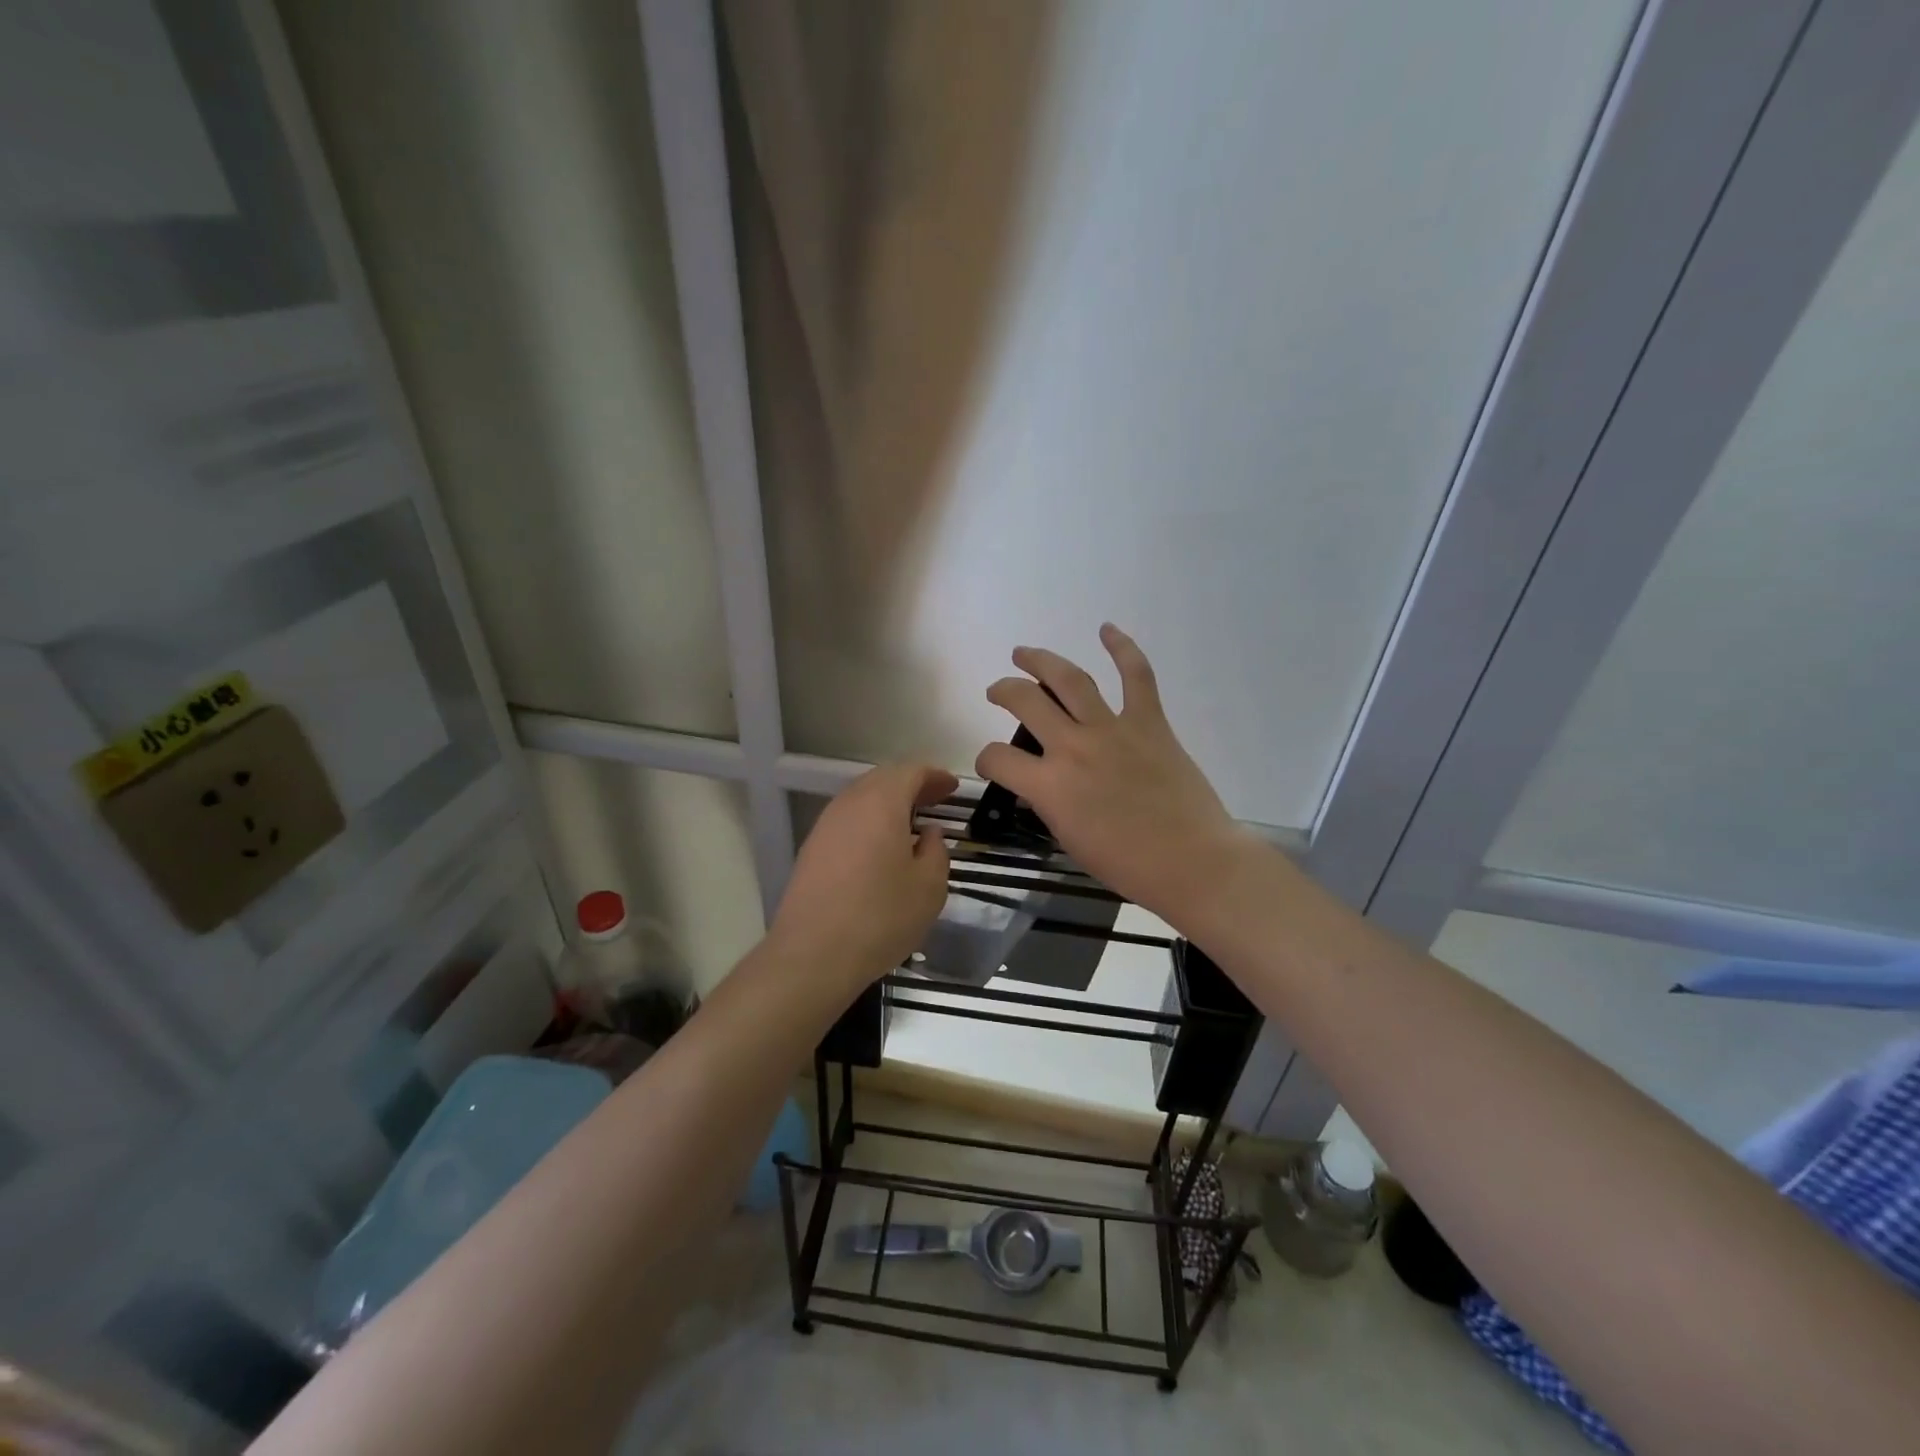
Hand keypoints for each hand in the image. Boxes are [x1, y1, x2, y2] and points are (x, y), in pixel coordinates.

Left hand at [769, 763, 957, 995]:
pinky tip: (881, 846)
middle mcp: (849, 804)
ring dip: (888, 803)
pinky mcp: (812, 850)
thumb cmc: (880, 917)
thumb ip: (936, 851)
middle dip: (911, 784)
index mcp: (881, 803)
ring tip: (911, 822)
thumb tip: (928, 833)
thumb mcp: (929, 887)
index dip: (935, 776)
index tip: (953, 788)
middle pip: (883, 779)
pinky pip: (847, 821)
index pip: (911, 772)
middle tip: (936, 799)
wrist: (812, 955)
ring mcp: (825, 826)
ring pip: (861, 799)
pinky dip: (869, 821)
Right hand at [977, 625, 1252, 925]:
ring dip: (1041, 661)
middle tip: (998, 690)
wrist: (1191, 861)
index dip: (987, 760)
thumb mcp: (1069, 839)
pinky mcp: (1150, 722)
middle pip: (1025, 702)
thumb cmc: (1128, 865)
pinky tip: (1107, 629)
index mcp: (1049, 786)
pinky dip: (1123, 648)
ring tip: (1025, 653)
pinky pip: (1136, 676)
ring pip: (1070, 679)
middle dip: (1004, 691)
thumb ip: (1049, 804)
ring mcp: (1113, 729)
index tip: (994, 765)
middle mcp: (1073, 747)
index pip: (998, 759)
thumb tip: (1043, 784)